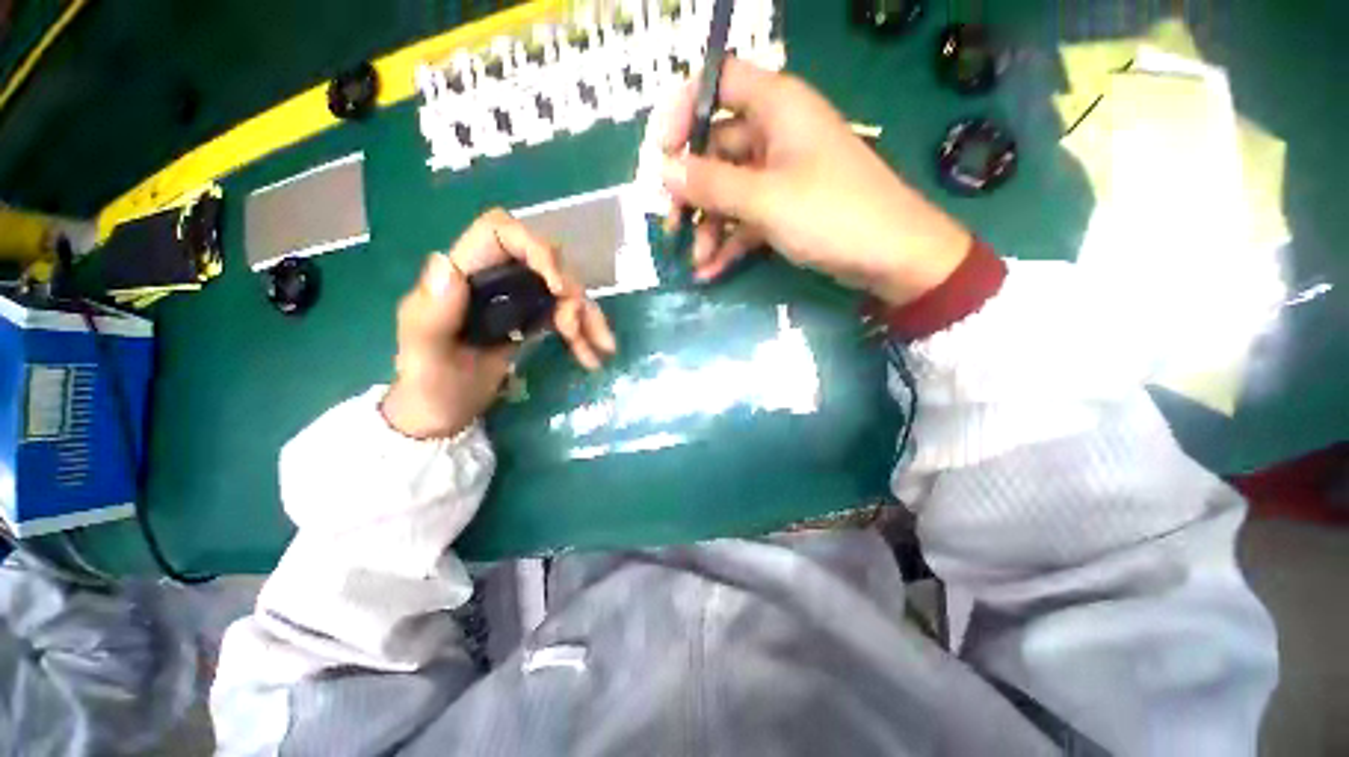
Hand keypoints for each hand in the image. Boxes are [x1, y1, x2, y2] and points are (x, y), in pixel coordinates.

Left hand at [381, 209, 615, 438]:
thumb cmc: (427, 384)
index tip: (555, 285)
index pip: (500, 232)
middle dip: (568, 291)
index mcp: (464, 274)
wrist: (444, 414)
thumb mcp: (423, 353)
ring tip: (599, 346)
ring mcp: (518, 300)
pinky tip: (593, 355)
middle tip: (573, 327)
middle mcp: (496, 279)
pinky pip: (568, 315)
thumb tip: (445, 264)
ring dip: (587, 315)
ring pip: (564, 290)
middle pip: (545, 261)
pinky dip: (587, 332)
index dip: (534, 247)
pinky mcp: (532, 321)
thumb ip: (432, 314)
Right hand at [656, 58, 971, 305]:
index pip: (718, 82)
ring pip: (727, 190)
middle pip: (714, 147)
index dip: (684, 110)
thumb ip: (711, 184)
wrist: (891, 258)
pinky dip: (727, 243)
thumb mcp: (766, 199)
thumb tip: (663, 170)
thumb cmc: (832, 214)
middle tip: (671, 225)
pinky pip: (744, 219)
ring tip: (694, 261)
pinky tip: (709, 271)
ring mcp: (779, 174)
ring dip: (707, 226)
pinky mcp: (783, 208)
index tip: (661, 154)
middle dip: (690, 189)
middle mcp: (775, 133)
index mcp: (777, 106)